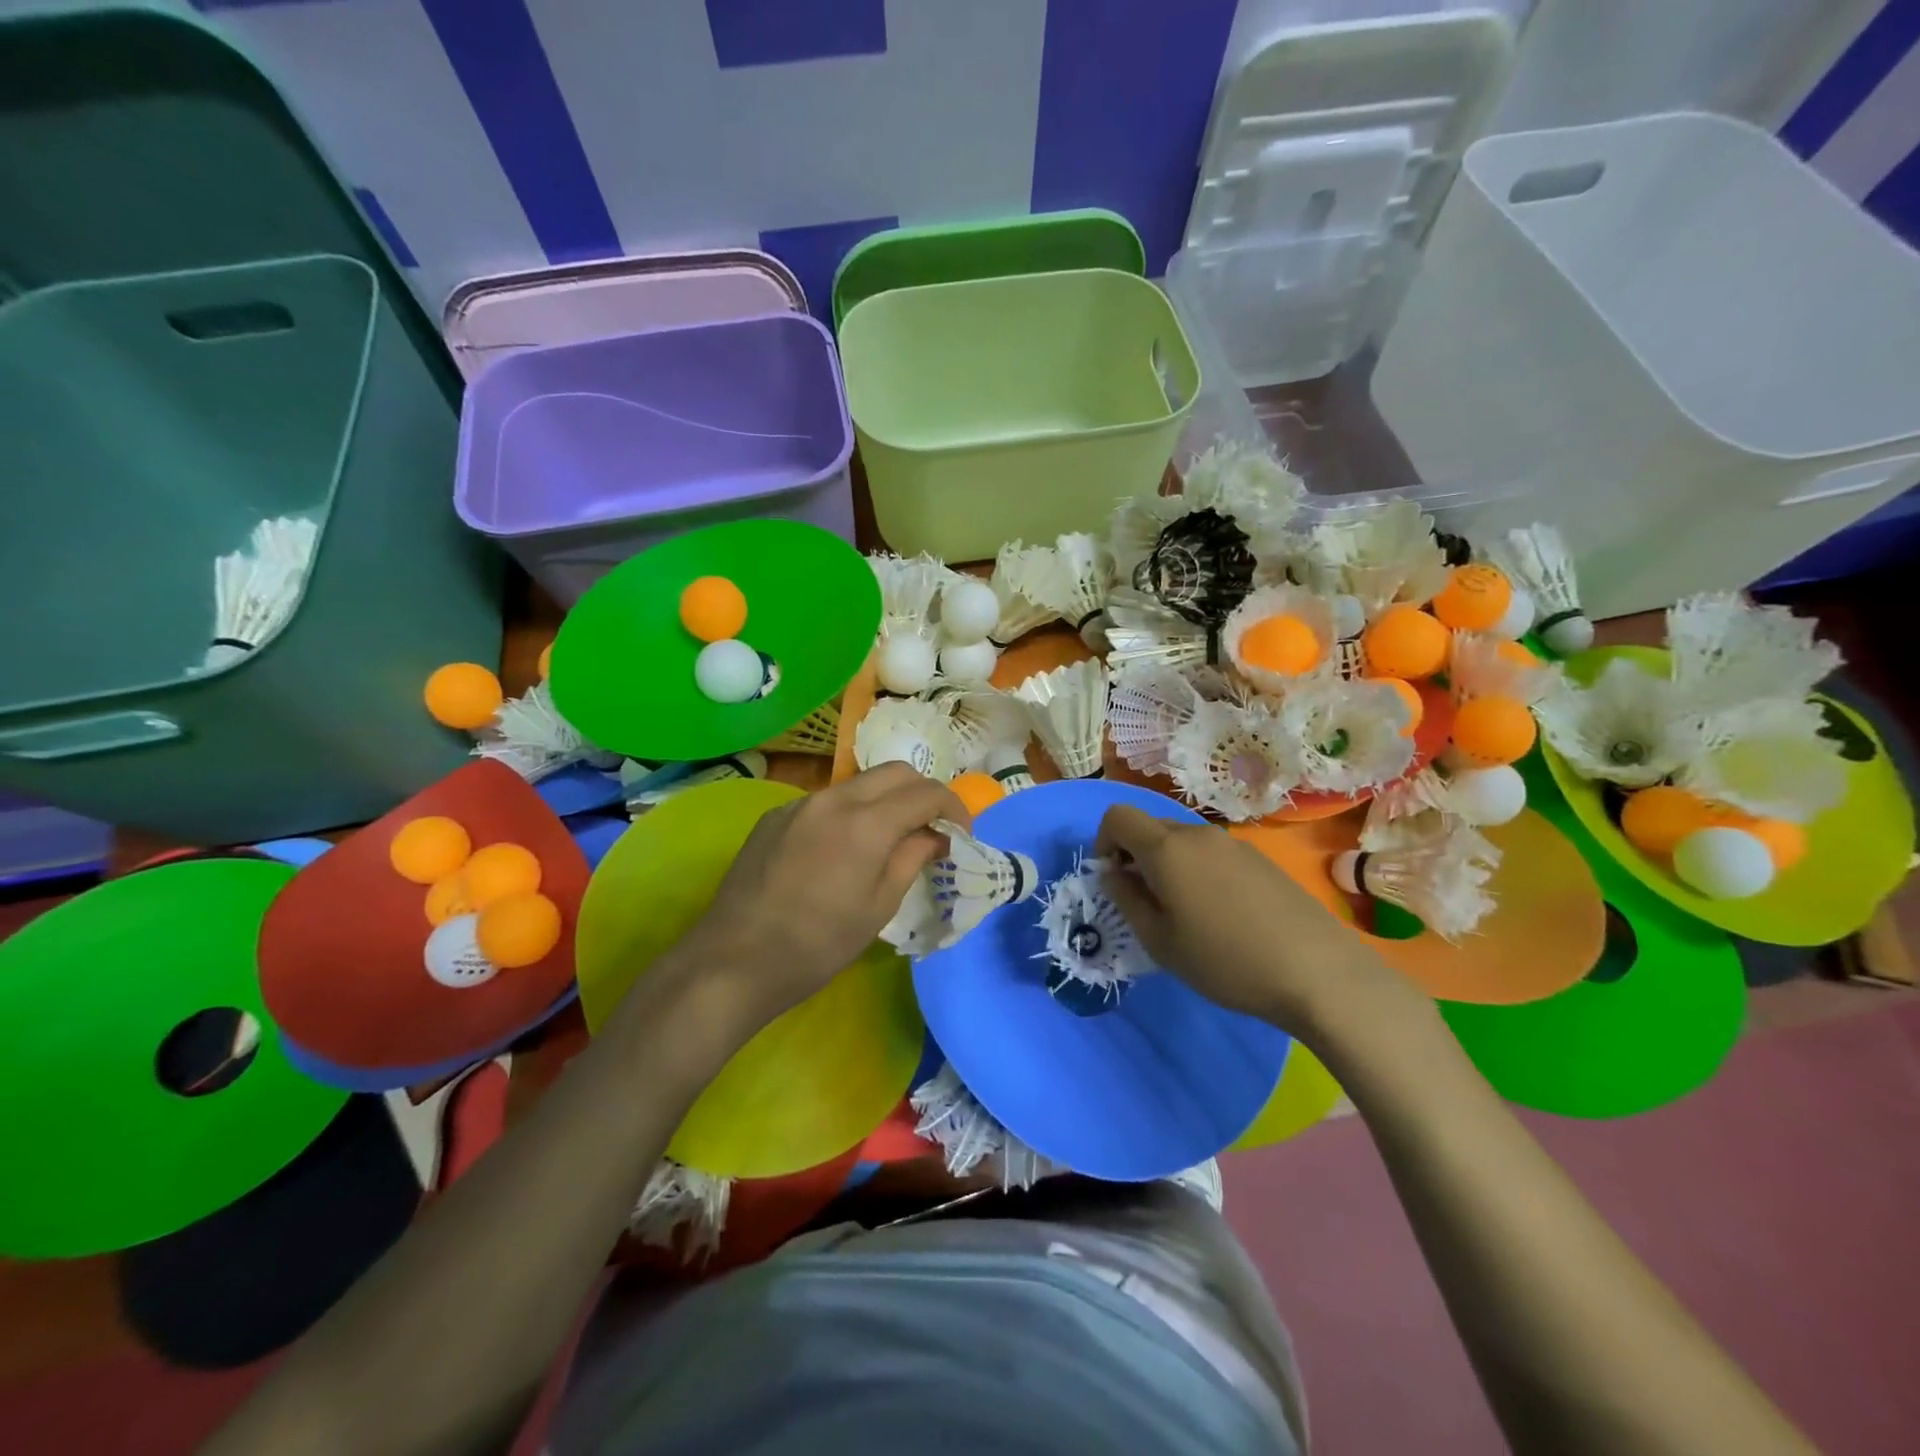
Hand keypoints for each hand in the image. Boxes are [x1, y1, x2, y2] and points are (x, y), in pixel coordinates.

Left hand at [679, 764, 965, 1026]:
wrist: (734, 961)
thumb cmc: (817, 945)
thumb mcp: (878, 907)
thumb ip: (911, 859)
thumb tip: (935, 837)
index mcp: (866, 823)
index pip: (925, 793)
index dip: (953, 808)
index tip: (962, 833)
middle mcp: (833, 799)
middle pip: (894, 772)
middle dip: (922, 793)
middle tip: (931, 829)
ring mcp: (799, 804)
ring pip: (858, 784)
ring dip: (885, 801)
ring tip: (889, 839)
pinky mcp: (775, 817)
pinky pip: (825, 802)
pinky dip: (849, 813)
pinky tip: (841, 851)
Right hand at [1095, 804, 1413, 1034]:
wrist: (1316, 971)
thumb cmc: (1224, 960)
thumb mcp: (1159, 941)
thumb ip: (1126, 899)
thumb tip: (1112, 872)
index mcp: (1166, 848)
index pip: (1118, 815)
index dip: (1104, 841)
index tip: (1114, 878)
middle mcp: (1197, 834)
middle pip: (1150, 826)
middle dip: (1136, 855)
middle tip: (1147, 902)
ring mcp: (1233, 843)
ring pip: (1182, 841)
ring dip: (1169, 865)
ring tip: (1186, 913)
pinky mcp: (1259, 858)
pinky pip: (1212, 853)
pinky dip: (1199, 871)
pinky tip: (1222, 915)